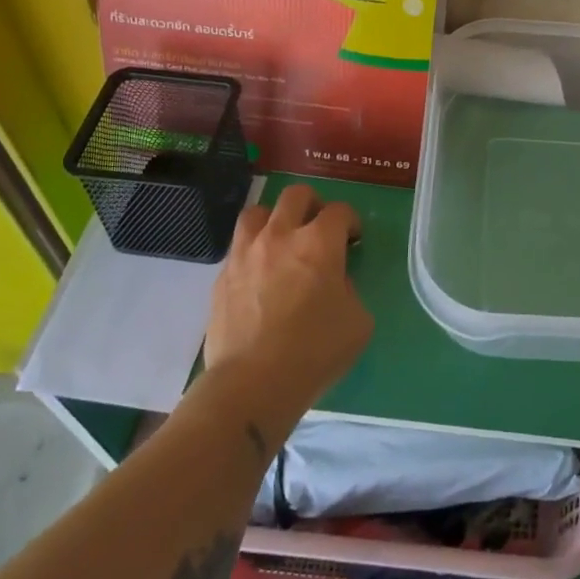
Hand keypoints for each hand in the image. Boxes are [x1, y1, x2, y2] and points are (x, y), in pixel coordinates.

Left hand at [204, 185, 371, 433]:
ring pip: (257, 211)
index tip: (353, 240)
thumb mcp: (357, 322)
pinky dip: (252, 251)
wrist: (253, 383)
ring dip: (274, 219)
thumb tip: (334, 282)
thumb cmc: (315, 352)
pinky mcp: (222, 276)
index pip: (339, 211)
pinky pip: (238, 247)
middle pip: (296, 195)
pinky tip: (259, 274)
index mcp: (319, 243)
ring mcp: (246, 253)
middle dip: (313, 205)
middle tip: (318, 228)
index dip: (350, 222)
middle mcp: (281, 235)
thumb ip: (349, 290)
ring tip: (281, 240)